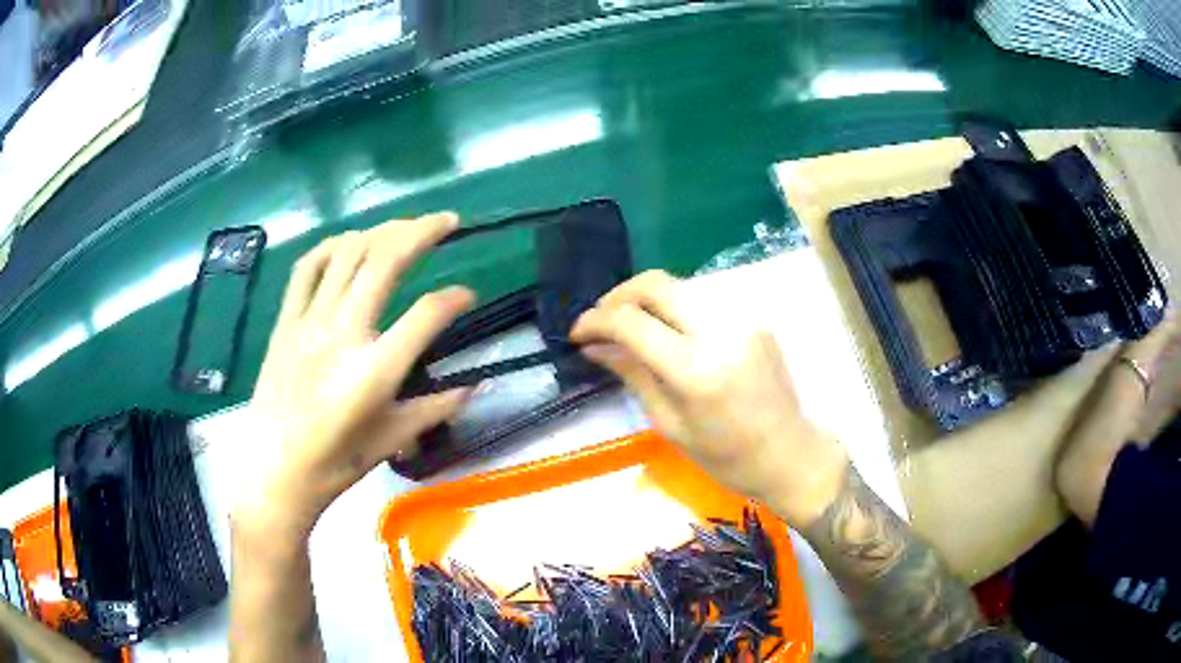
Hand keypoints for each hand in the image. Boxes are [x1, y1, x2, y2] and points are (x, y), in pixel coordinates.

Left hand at [235, 213, 474, 539]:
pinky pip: (308, 268)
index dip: (455, 298)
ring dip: (382, 231)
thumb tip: (477, 384)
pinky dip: (332, 246)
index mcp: (376, 370)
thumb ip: (437, 407)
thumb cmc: (336, 463)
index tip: (468, 296)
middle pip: (386, 260)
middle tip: (447, 221)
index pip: (427, 314)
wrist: (276, 472)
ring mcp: (309, 321)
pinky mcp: (285, 321)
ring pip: (348, 253)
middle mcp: (343, 333)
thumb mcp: (393, 440)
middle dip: (423, 231)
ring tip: (404, 228)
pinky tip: (350, 243)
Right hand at [570, 271, 848, 527]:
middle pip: (656, 284)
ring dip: (646, 298)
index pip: (632, 322)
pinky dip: (677, 306)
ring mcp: (743, 319)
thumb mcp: (670, 424)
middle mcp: (721, 331)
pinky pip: (705, 298)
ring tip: (629, 324)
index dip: (595, 321)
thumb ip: (633, 375)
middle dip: (618, 296)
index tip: (577, 334)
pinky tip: (668, 330)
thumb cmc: (726, 457)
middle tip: (600, 321)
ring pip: (680, 285)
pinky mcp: (756, 318)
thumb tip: (595, 347)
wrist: (790, 454)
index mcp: (696, 369)